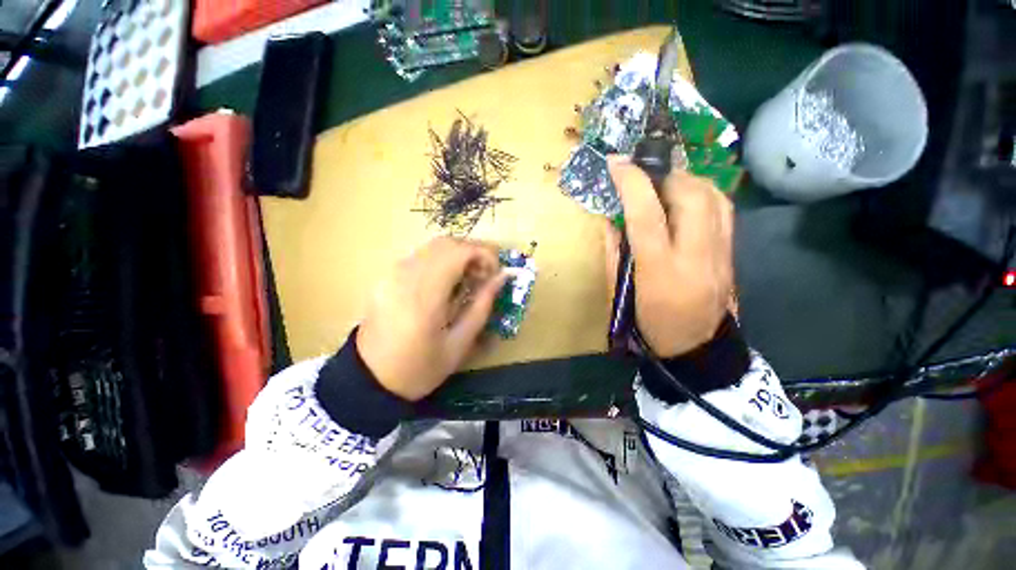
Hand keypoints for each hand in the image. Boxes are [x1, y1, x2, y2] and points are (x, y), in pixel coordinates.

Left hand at [357, 237, 507, 400]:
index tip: (496, 272)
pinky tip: (447, 283)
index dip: (484, 254)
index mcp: (425, 295)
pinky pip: (421, 256)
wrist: (369, 379)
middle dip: (473, 252)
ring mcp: (393, 273)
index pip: (458, 252)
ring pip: (433, 247)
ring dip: (458, 255)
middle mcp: (406, 275)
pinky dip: (442, 261)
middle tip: (485, 275)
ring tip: (469, 279)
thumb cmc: (419, 368)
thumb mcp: (459, 344)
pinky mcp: (387, 276)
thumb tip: (502, 277)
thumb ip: (482, 306)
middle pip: (446, 243)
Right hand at [606, 157, 733, 357]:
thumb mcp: (621, 292)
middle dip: (663, 175)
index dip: (632, 184)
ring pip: (713, 196)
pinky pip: (723, 208)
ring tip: (663, 184)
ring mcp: (721, 253)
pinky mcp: (732, 252)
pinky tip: (686, 198)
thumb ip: (614, 253)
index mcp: (660, 270)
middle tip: (642, 177)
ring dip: (685, 179)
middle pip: (691, 196)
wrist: (696, 347)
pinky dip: (703, 192)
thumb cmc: (649, 323)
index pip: (647, 215)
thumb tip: (611, 219)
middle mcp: (696, 256)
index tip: (616, 163)